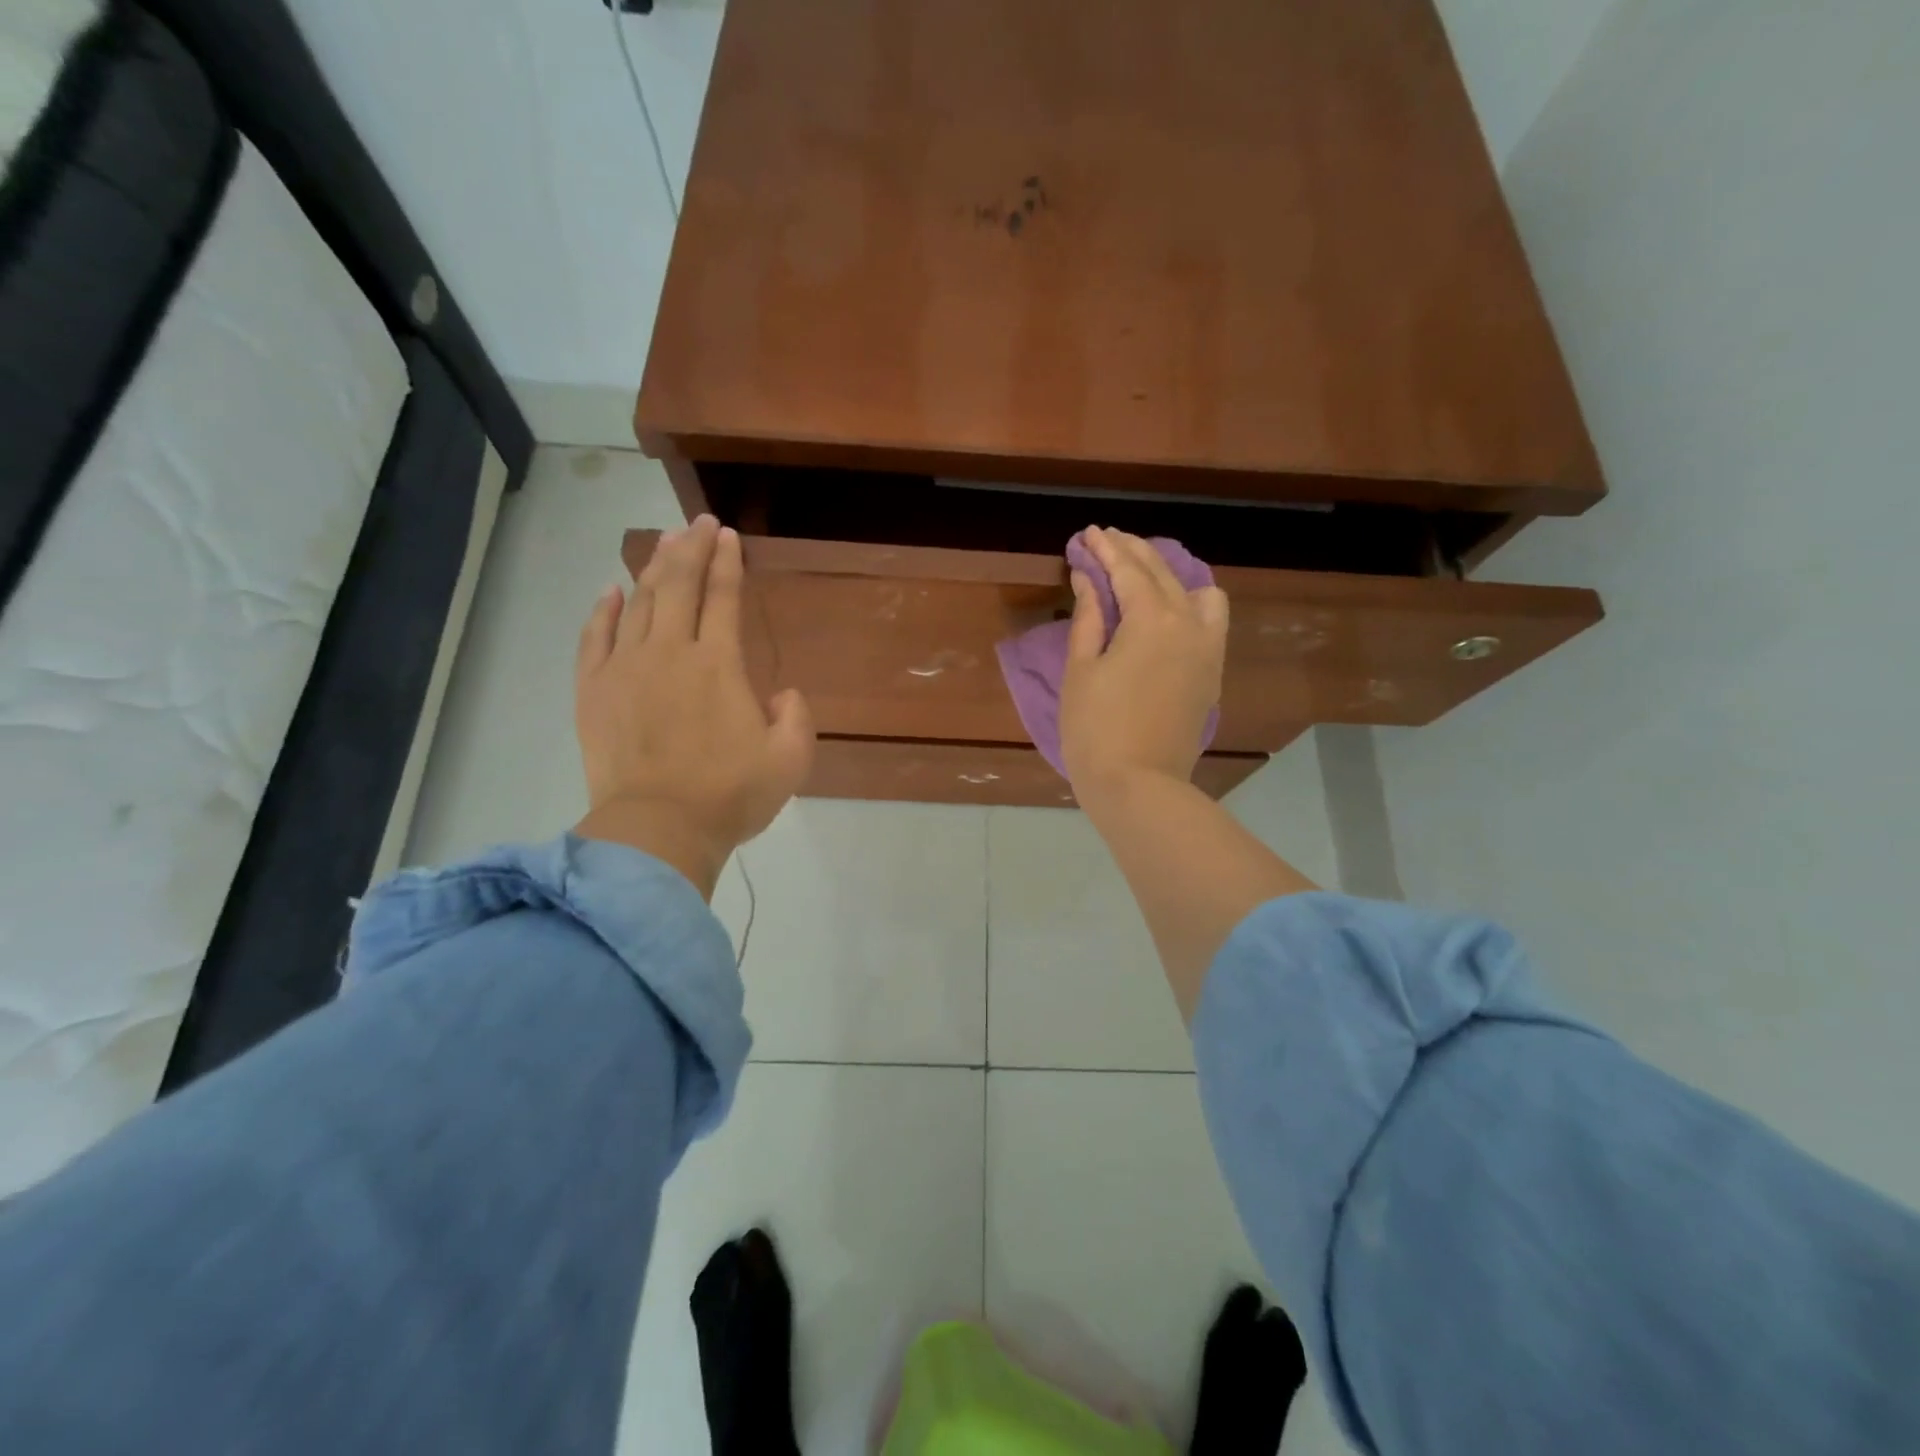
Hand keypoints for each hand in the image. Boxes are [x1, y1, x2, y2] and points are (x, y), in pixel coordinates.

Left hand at [573, 515, 814, 897]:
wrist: (657, 830)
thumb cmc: (730, 795)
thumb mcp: (790, 760)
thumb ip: (795, 716)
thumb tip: (780, 693)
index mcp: (719, 664)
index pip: (723, 597)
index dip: (727, 562)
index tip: (728, 535)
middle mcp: (670, 652)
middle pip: (678, 585)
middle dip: (690, 548)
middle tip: (698, 523)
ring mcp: (626, 668)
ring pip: (639, 603)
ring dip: (653, 568)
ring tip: (664, 543)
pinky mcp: (594, 691)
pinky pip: (596, 637)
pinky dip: (604, 610)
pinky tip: (610, 590)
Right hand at [1059, 526, 1229, 806]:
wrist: (1139, 786)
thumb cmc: (1095, 729)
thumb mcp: (1080, 670)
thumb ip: (1088, 618)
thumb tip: (1090, 580)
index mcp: (1153, 620)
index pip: (1128, 570)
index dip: (1105, 550)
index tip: (1088, 533)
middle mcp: (1189, 625)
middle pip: (1163, 574)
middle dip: (1133, 553)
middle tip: (1107, 541)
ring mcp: (1207, 650)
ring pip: (1198, 593)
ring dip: (1170, 575)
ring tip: (1143, 576)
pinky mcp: (1211, 674)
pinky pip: (1211, 622)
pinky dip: (1191, 604)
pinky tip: (1168, 611)